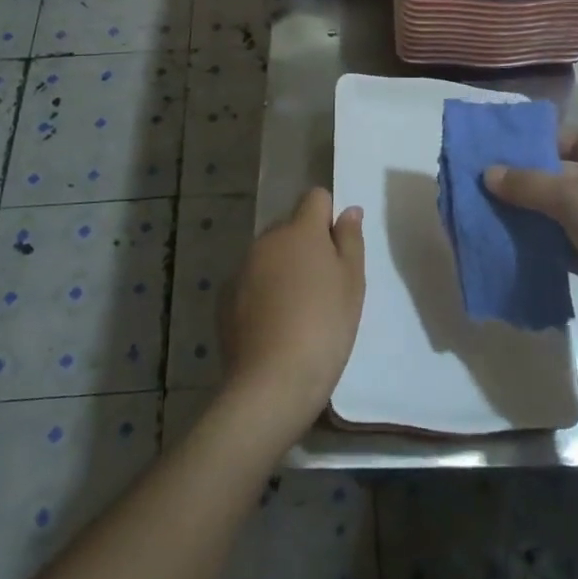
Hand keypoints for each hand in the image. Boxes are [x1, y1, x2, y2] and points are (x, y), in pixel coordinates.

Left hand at [220, 188, 365, 439]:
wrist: (273, 380)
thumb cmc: (325, 326)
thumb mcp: (352, 283)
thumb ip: (350, 239)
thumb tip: (348, 210)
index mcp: (301, 230)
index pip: (315, 198)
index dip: (328, 216)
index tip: (337, 248)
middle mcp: (267, 240)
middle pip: (290, 228)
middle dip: (305, 245)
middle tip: (324, 286)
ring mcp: (242, 268)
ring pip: (269, 255)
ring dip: (283, 269)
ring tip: (298, 311)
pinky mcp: (225, 297)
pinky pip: (251, 282)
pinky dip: (262, 293)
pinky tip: (274, 326)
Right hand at [484, 130, 577, 330]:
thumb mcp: (571, 196)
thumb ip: (527, 184)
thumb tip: (487, 173)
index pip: (570, 139)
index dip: (534, 145)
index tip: (496, 156)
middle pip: (563, 177)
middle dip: (526, 185)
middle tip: (483, 188)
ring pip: (563, 214)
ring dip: (532, 217)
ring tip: (488, 216)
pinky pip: (567, 244)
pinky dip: (544, 246)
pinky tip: (511, 246)